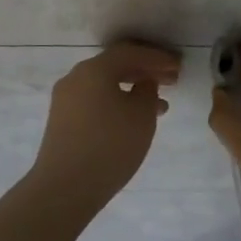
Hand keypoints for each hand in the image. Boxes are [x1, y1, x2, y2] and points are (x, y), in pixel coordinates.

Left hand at [27, 41, 182, 201]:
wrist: (64, 188)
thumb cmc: (110, 147)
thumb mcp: (141, 116)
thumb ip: (148, 91)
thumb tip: (143, 82)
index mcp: (94, 70)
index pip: (130, 52)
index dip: (157, 57)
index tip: (178, 66)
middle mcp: (75, 77)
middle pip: (115, 65)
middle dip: (145, 71)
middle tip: (171, 81)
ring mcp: (65, 99)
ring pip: (105, 84)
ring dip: (132, 89)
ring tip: (160, 105)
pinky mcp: (62, 120)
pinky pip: (94, 100)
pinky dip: (116, 101)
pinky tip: (133, 120)